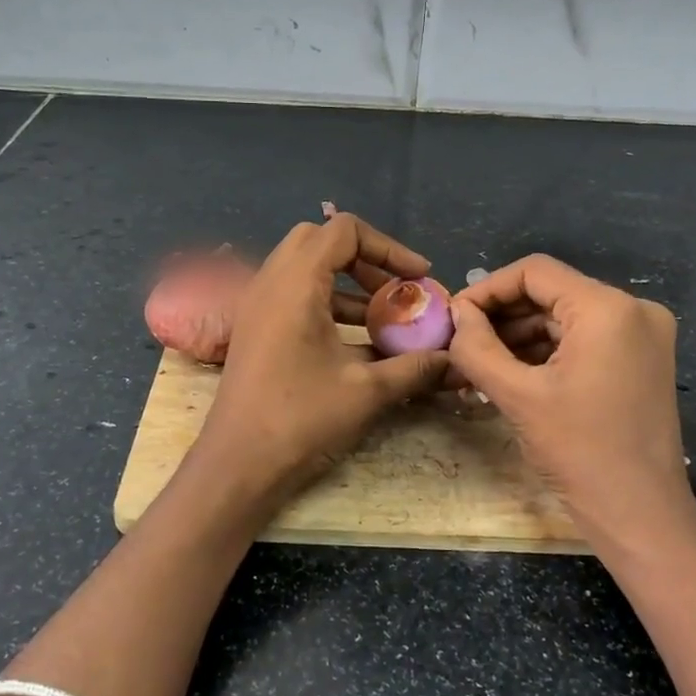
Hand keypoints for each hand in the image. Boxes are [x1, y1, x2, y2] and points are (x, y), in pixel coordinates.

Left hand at [188, 213, 448, 520]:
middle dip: (366, 259)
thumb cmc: (301, 419)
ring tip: (384, 319)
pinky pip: (295, 294)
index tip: (419, 278)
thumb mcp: (368, 391)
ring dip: (348, 284)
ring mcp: (258, 304)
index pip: (344, 230)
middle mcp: (271, 281)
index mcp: (296, 282)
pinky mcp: (255, 327)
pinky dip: (328, 303)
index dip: (389, 247)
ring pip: (306, 267)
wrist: (237, 465)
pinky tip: (357, 343)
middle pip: (321, 240)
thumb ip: (416, 367)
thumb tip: (457, 360)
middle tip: (395, 291)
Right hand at [448, 255, 695, 549]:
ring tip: (480, 364)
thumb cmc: (579, 453)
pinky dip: (547, 352)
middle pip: (551, 293)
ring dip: (521, 336)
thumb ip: (477, 346)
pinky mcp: (641, 361)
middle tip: (462, 342)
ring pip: (565, 317)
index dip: (488, 289)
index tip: (455, 318)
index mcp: (608, 309)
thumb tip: (457, 313)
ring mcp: (642, 336)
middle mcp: (633, 310)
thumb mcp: (517, 395)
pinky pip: (584, 340)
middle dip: (502, 316)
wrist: (642, 518)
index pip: (535, 272)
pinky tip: (513, 374)